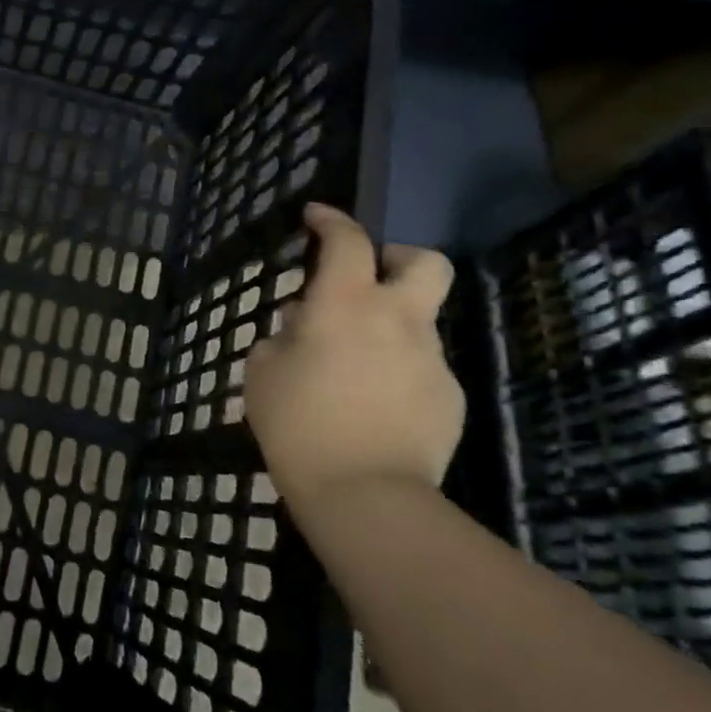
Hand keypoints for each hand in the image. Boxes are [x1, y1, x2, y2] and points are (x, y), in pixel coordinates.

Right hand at [243, 203, 462, 523]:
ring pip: (419, 320)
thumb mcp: (262, 373)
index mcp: (345, 305)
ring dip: (389, 325)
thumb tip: (301, 326)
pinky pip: (422, 366)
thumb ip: (280, 338)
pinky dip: (398, 370)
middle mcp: (397, 319)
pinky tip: (373, 404)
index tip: (316, 217)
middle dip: (398, 257)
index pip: (347, 241)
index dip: (331, 220)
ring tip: (353, 364)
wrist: (366, 494)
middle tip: (368, 278)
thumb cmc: (299, 424)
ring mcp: (430, 358)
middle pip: (425, 262)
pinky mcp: (448, 396)